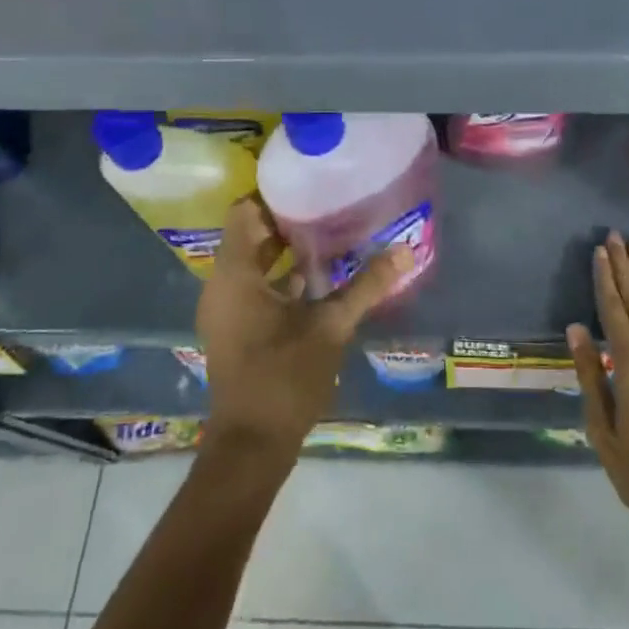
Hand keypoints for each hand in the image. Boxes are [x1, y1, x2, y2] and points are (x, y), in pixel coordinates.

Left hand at [197, 197, 413, 461]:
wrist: (252, 444)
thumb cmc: (285, 377)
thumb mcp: (331, 326)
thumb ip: (366, 285)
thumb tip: (406, 251)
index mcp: (235, 275)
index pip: (244, 211)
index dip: (273, 193)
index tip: (309, 183)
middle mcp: (222, 285)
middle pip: (249, 234)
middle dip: (286, 219)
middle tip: (328, 203)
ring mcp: (226, 309)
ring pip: (253, 262)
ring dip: (285, 248)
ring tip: (329, 232)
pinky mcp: (235, 328)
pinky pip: (255, 286)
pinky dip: (280, 276)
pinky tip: (319, 276)